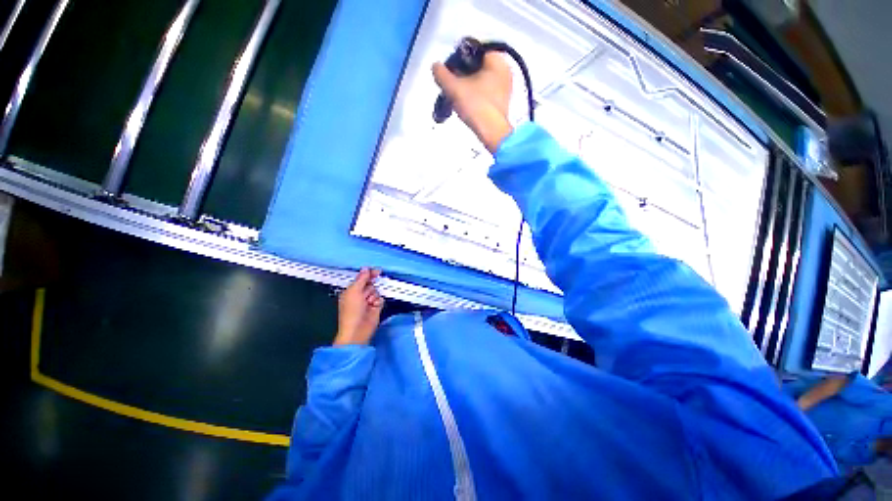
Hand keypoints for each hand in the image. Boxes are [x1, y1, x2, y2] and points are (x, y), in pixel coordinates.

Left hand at [333, 268, 383, 345]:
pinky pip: (381, 299)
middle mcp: (359, 295)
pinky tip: (374, 306)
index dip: (368, 274)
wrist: (358, 329)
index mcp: (351, 291)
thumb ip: (361, 278)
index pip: (361, 278)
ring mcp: (368, 302)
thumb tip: (366, 269)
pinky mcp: (376, 307)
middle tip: (366, 294)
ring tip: (369, 303)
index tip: (376, 271)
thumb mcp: (354, 291)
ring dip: (374, 295)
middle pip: (371, 284)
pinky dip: (378, 301)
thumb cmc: (351, 311)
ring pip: (376, 291)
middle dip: (370, 287)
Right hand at [432, 51, 513, 153]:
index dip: (458, 59)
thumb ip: (442, 74)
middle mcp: (505, 70)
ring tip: (457, 97)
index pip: (473, 51)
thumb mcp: (454, 88)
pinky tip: (467, 105)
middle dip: (463, 75)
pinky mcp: (503, 103)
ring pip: (482, 81)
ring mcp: (506, 88)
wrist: (492, 133)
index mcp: (497, 59)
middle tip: (452, 86)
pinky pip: (486, 93)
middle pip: (478, 67)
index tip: (449, 72)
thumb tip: (435, 66)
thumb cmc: (476, 105)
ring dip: (468, 87)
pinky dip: (476, 96)